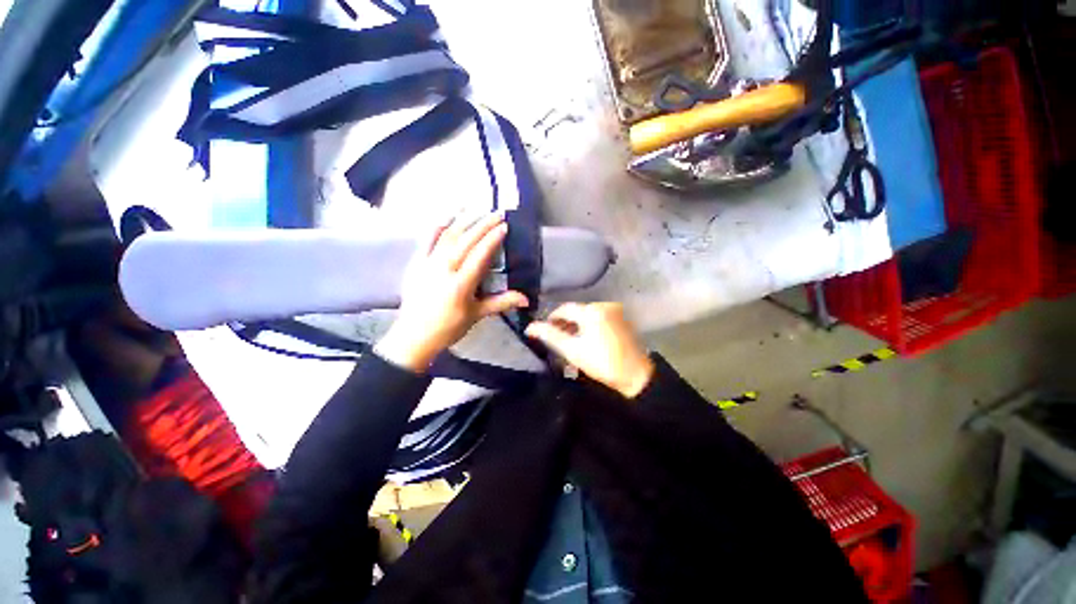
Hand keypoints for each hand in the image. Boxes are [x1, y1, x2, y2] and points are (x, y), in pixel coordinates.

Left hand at [375, 212, 528, 371]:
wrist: (414, 336)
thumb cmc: (449, 327)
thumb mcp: (477, 315)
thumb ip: (501, 302)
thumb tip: (526, 299)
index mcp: (461, 285)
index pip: (480, 255)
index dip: (493, 239)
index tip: (504, 226)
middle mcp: (444, 269)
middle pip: (465, 241)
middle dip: (482, 225)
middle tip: (496, 213)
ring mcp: (428, 264)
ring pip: (447, 236)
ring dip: (463, 221)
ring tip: (477, 209)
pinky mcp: (416, 263)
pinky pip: (427, 240)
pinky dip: (437, 227)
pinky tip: (447, 216)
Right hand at [525, 302, 654, 398]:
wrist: (636, 376)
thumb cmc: (602, 363)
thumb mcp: (572, 350)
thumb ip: (550, 336)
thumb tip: (530, 327)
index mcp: (591, 310)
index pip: (564, 309)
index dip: (551, 319)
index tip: (545, 333)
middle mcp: (604, 304)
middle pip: (576, 311)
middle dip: (565, 323)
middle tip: (558, 340)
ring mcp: (615, 310)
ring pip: (587, 314)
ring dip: (577, 325)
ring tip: (572, 342)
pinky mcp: (622, 318)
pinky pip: (599, 317)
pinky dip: (590, 325)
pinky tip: (588, 339)